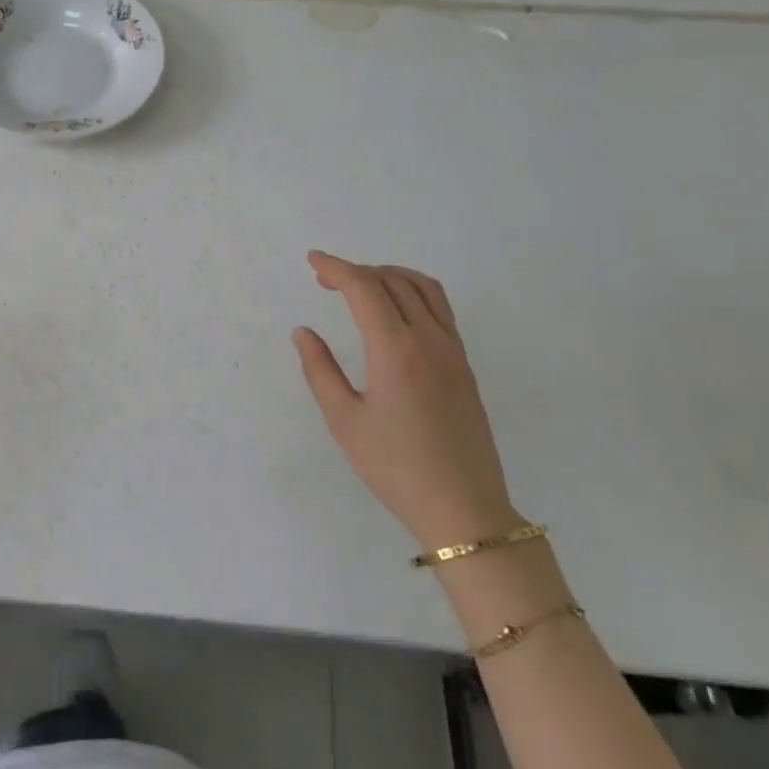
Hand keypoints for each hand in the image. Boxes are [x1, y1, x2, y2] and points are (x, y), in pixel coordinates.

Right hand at [293, 251, 516, 548]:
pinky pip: (440, 309)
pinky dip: (413, 292)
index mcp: (396, 351)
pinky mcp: (464, 365)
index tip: (312, 261)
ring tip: (360, 286)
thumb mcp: (344, 421)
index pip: (365, 289)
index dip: (336, 268)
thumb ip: (320, 370)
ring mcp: (453, 350)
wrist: (462, 507)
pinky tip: (394, 311)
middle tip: (325, 279)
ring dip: (389, 275)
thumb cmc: (394, 467)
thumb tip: (304, 332)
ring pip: (424, 288)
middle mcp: (430, 340)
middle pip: (394, 280)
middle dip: (357, 270)